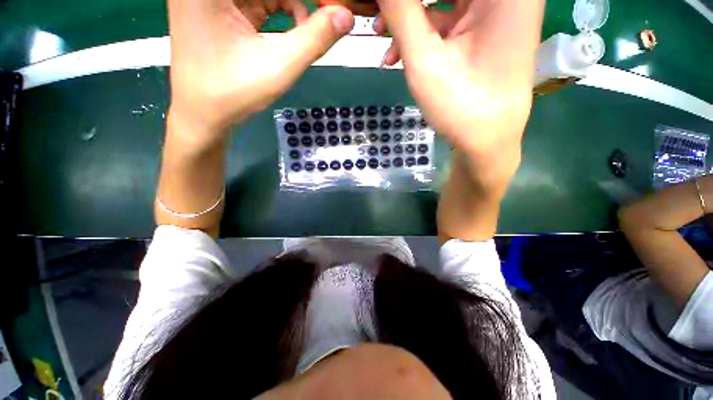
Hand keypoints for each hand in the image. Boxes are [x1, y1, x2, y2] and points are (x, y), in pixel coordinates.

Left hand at [167, 0, 354, 146]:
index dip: (303, 1)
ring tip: (303, 33)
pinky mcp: (220, 9)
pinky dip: (279, 13)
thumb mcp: (280, 65)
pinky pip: (257, 1)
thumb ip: (315, 39)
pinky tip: (290, 33)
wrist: (204, 115)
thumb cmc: (235, 93)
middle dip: (298, 4)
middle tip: (323, 19)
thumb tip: (346, 16)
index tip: (328, 10)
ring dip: (290, 7)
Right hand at [375, 0, 544, 184]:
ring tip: (380, 37)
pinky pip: (447, 18)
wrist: (486, 141)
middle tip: (375, 15)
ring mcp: (496, 9)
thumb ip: (401, 12)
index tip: (380, 6)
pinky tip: (399, 53)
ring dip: (408, 17)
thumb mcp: (425, 59)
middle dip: (404, 3)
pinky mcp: (485, 29)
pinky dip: (422, 32)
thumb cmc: (461, 106)